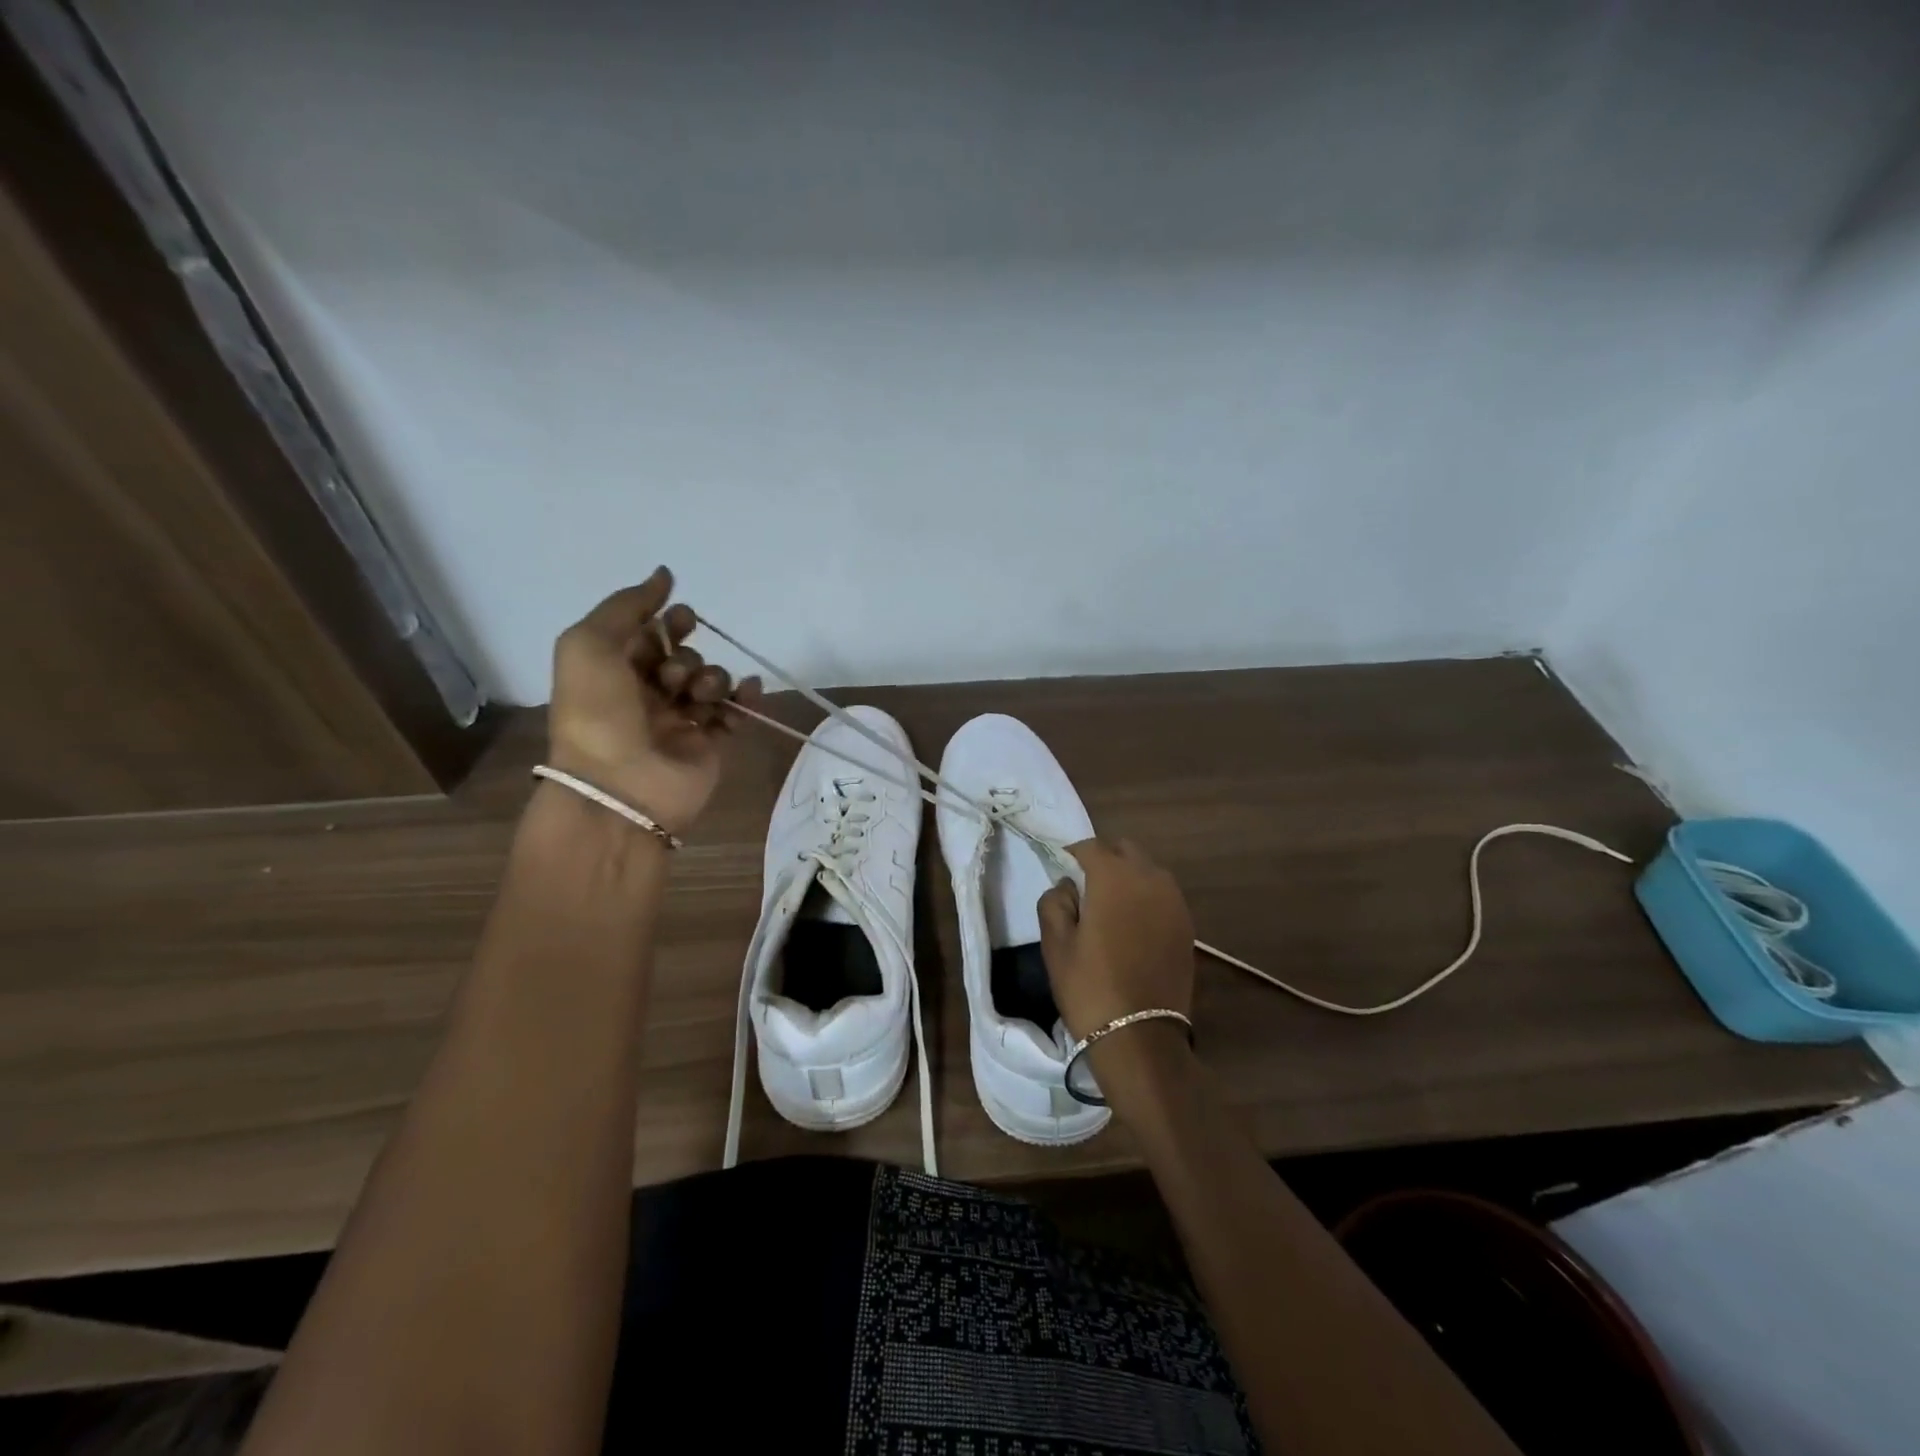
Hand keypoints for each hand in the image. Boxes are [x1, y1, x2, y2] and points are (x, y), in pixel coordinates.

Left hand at [546, 568, 760, 837]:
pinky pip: (736, 712)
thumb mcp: (588, 644)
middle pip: (684, 656)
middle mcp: (647, 694)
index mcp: (614, 672)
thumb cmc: (596, 713)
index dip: (668, 622)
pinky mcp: (711, 745)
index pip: (649, 635)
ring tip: (699, 695)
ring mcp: (681, 721)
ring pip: (712, 681)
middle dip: (686, 655)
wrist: (619, 788)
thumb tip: (664, 574)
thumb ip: (626, 605)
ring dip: (712, 677)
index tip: (682, 618)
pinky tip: (747, 691)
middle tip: (675, 673)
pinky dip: (746, 698)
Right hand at [1037, 838, 1195, 1040]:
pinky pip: (1162, 894)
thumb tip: (1067, 887)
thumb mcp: (1055, 944)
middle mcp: (1149, 878)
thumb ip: (1055, 901)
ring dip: (1127, 876)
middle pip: (1124, 850)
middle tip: (1084, 887)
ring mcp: (1174, 901)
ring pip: (1147, 870)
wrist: (1140, 1037)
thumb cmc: (1089, 987)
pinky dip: (1145, 896)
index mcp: (1114, 877)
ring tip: (1109, 906)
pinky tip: (1132, 924)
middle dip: (1103, 859)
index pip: (1090, 846)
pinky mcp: (1186, 924)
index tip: (1060, 872)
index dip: (1072, 855)